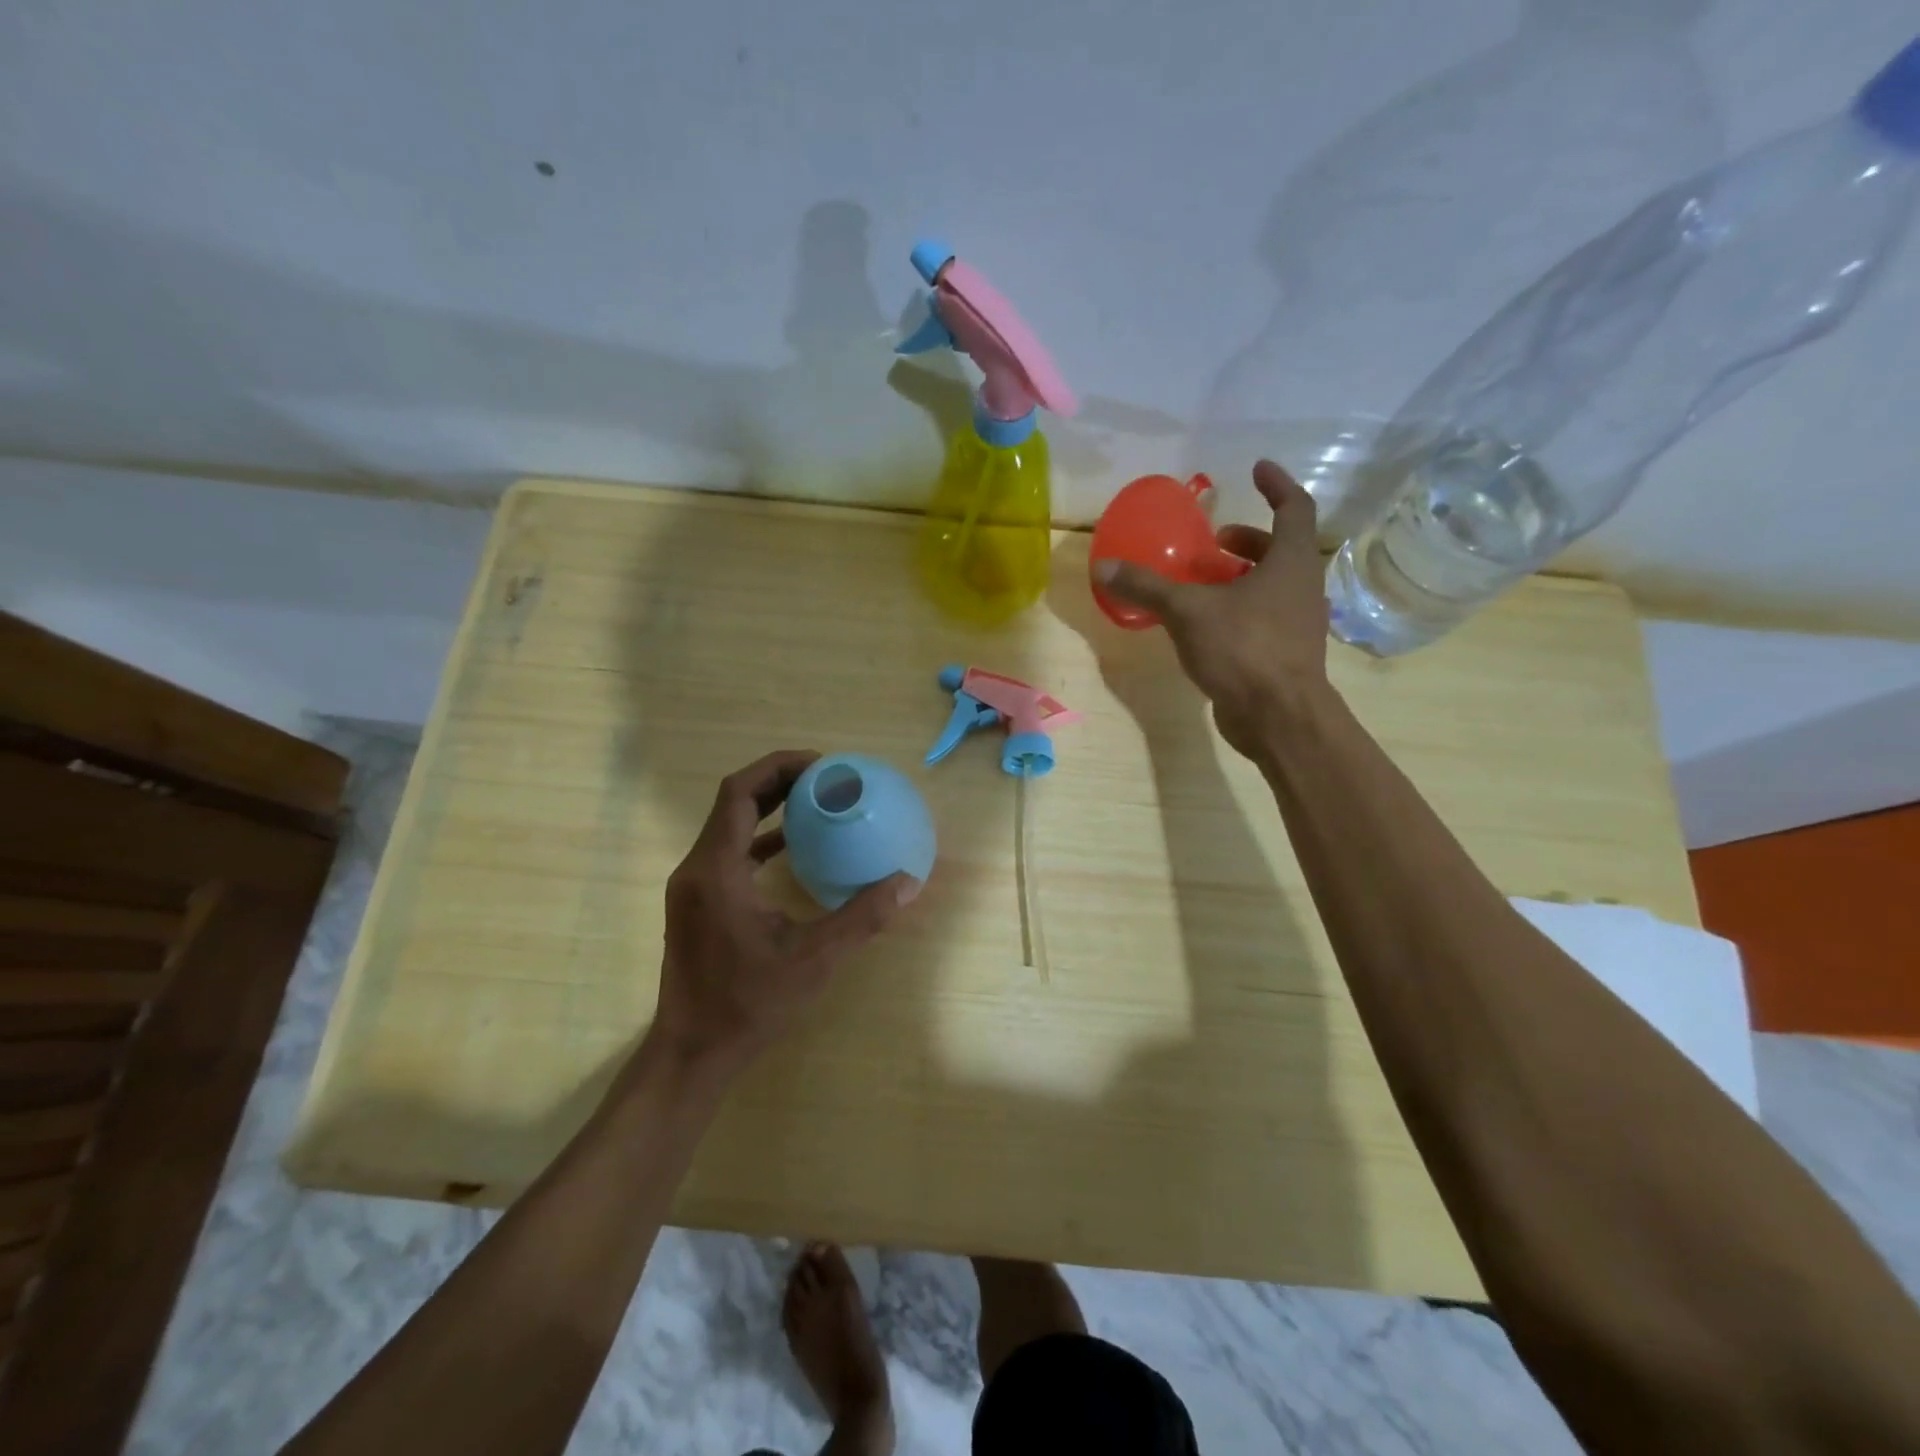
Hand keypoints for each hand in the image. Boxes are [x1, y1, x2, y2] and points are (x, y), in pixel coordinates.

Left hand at [648, 750, 919, 1079]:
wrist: (692, 1053)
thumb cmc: (749, 1004)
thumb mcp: (814, 960)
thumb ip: (863, 917)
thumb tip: (908, 883)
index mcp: (717, 871)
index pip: (738, 793)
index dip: (777, 767)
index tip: (820, 764)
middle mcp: (697, 869)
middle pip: (732, 803)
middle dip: (777, 781)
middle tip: (825, 778)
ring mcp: (693, 888)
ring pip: (727, 827)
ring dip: (767, 808)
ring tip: (814, 802)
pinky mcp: (698, 905)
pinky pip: (728, 853)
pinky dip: (759, 839)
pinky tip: (792, 848)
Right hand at [1095, 460, 1331, 757]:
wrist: (1279, 718)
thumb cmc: (1244, 649)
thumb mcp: (1188, 612)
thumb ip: (1148, 587)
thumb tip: (1104, 565)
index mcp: (1291, 563)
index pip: (1295, 508)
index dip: (1278, 485)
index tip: (1258, 469)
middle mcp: (1301, 588)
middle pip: (1281, 550)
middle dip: (1248, 540)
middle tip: (1214, 540)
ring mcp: (1297, 625)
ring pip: (1272, 587)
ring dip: (1241, 577)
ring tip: (1202, 583)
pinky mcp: (1284, 655)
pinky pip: (1263, 619)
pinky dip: (1238, 610)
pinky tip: (1205, 626)